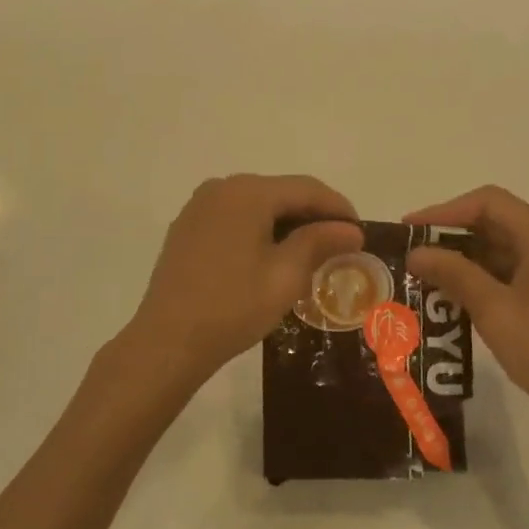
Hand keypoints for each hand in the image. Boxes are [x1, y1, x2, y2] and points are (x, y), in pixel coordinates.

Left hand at [118, 175, 362, 403]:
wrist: (167, 341)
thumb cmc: (233, 307)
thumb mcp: (285, 276)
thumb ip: (319, 242)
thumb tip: (350, 229)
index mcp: (248, 192)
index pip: (306, 188)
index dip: (338, 208)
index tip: (360, 233)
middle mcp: (221, 188)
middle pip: (280, 192)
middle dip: (312, 215)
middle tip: (339, 245)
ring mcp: (199, 206)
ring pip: (256, 205)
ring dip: (286, 223)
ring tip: (310, 253)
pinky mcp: (187, 227)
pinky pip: (233, 218)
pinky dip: (258, 230)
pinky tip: (270, 256)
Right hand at [405, 186, 528, 453]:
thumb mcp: (494, 312)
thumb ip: (454, 274)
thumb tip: (416, 252)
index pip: (488, 202)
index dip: (444, 211)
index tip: (409, 229)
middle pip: (498, 220)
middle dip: (452, 234)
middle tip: (413, 253)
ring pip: (507, 246)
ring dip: (467, 257)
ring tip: (428, 275)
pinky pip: (518, 268)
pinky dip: (487, 275)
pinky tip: (460, 295)